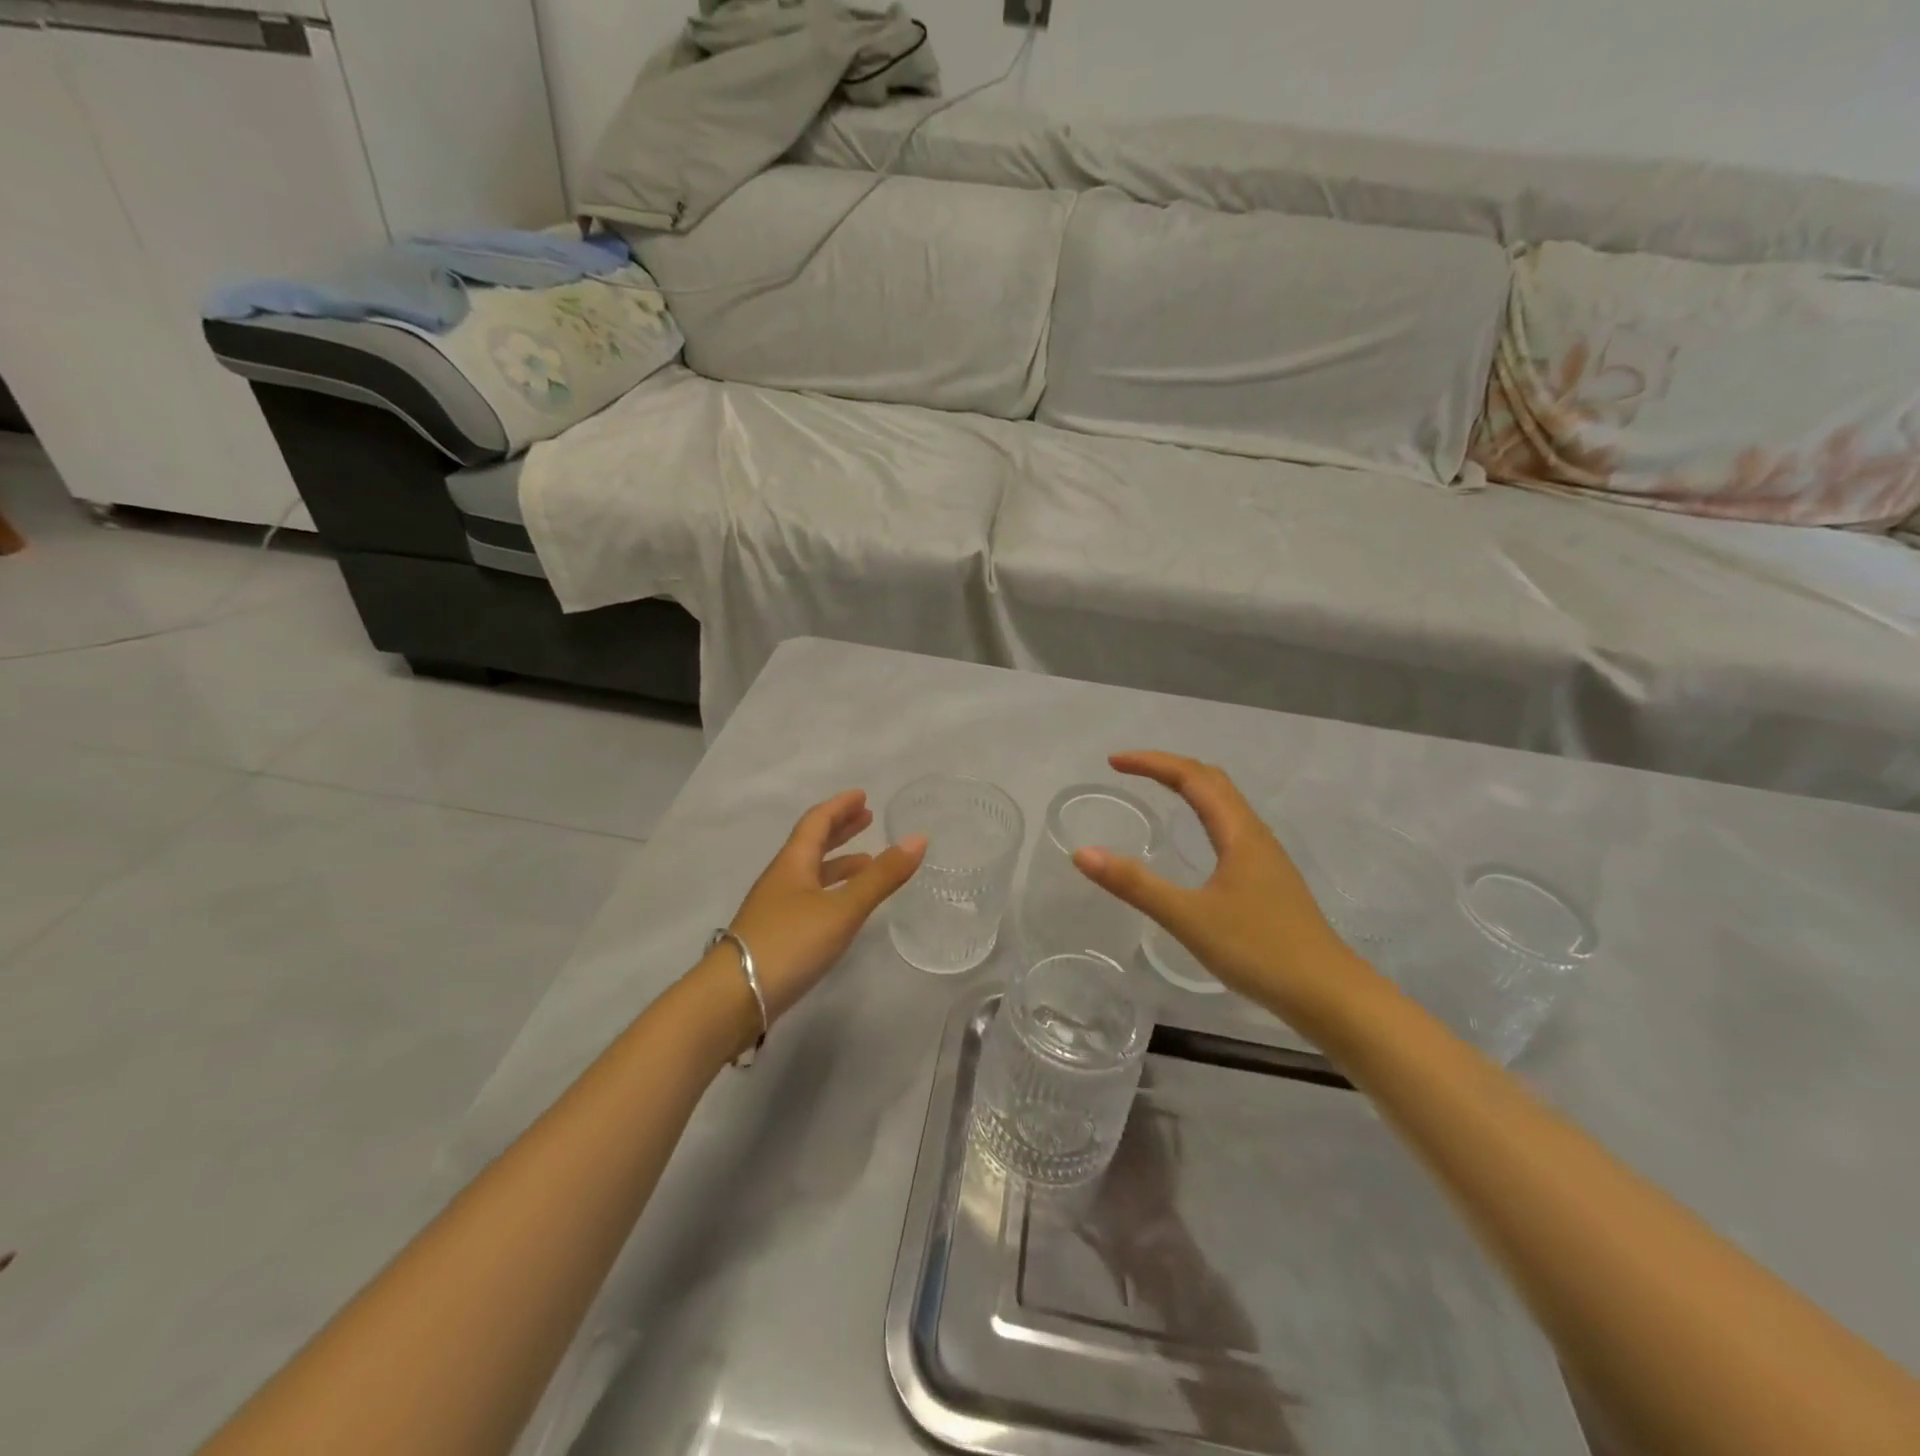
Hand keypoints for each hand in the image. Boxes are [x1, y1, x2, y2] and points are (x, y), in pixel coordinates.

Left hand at [722, 790, 926, 1021]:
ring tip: (868, 862)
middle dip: (840, 830)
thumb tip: (918, 839)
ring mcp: (776, 908)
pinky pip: (810, 898)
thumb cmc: (789, 943)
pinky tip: (845, 907)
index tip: (862, 796)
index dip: (840, 806)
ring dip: (839, 863)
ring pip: (811, 873)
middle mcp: (782, 879)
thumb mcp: (843, 909)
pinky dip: (833, 891)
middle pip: (812, 844)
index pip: (817, 822)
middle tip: (867, 819)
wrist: (733, 998)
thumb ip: (881, 877)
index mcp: (793, 863)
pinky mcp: (777, 935)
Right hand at [1071, 752, 1372, 1026]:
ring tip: (1157, 791)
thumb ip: (1135, 885)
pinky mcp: (1269, 880)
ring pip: (1226, 804)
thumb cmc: (1258, 950)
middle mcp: (1255, 835)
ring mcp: (1266, 858)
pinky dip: (1203, 814)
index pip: (1192, 777)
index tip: (1113, 762)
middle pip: (1212, 781)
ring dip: (1189, 788)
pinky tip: (1195, 841)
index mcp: (1239, 833)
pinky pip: (1230, 827)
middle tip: (1129, 771)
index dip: (1152, 763)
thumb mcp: (1188, 917)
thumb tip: (1082, 853)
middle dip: (1169, 767)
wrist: (1328, 994)